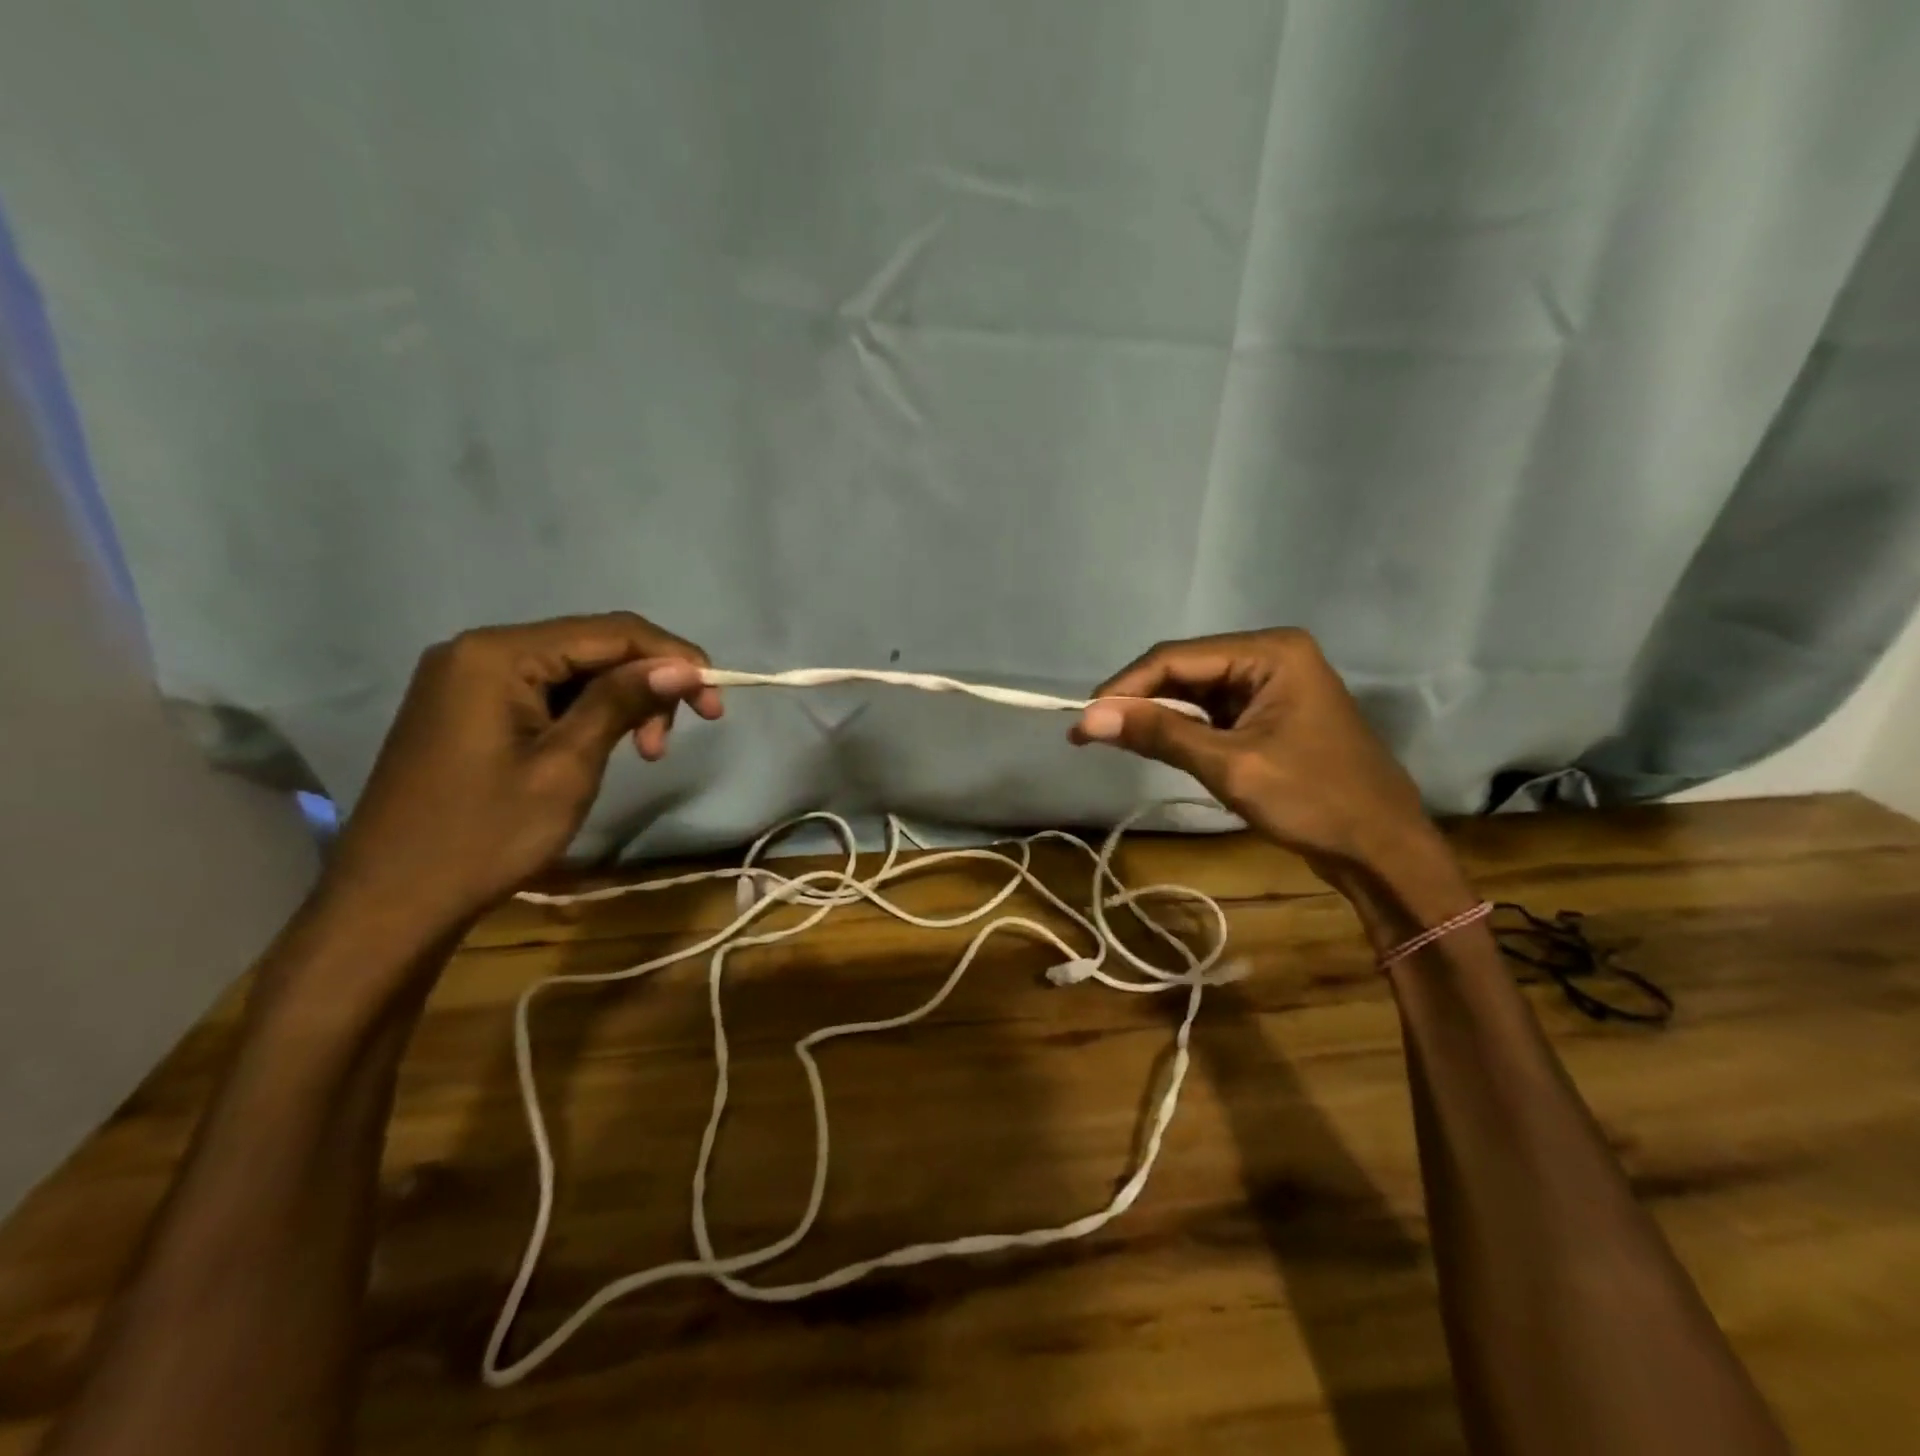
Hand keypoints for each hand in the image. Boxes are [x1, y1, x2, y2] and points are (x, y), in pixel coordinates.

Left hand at [319, 613, 721, 945]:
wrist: (392, 902)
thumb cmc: (484, 836)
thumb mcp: (566, 767)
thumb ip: (621, 703)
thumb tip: (684, 666)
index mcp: (498, 654)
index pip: (611, 631)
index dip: (674, 658)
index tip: (716, 700)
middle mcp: (480, 649)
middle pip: (592, 645)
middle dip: (648, 683)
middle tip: (677, 738)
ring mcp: (468, 677)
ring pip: (573, 669)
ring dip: (621, 701)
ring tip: (647, 753)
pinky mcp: (467, 707)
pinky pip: (545, 691)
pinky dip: (588, 713)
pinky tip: (606, 745)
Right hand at [1070, 629, 1448, 888]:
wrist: (1383, 850)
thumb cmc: (1313, 801)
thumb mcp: (1230, 765)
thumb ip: (1160, 734)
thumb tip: (1089, 718)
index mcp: (1270, 652)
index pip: (1177, 658)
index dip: (1126, 687)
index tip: (1084, 719)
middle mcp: (1271, 656)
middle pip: (1185, 670)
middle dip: (1139, 700)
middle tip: (1090, 732)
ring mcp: (1273, 685)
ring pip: (1196, 691)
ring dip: (1157, 715)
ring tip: (1112, 739)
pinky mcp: (1270, 713)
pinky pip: (1213, 712)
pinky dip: (1183, 729)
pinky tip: (1154, 744)